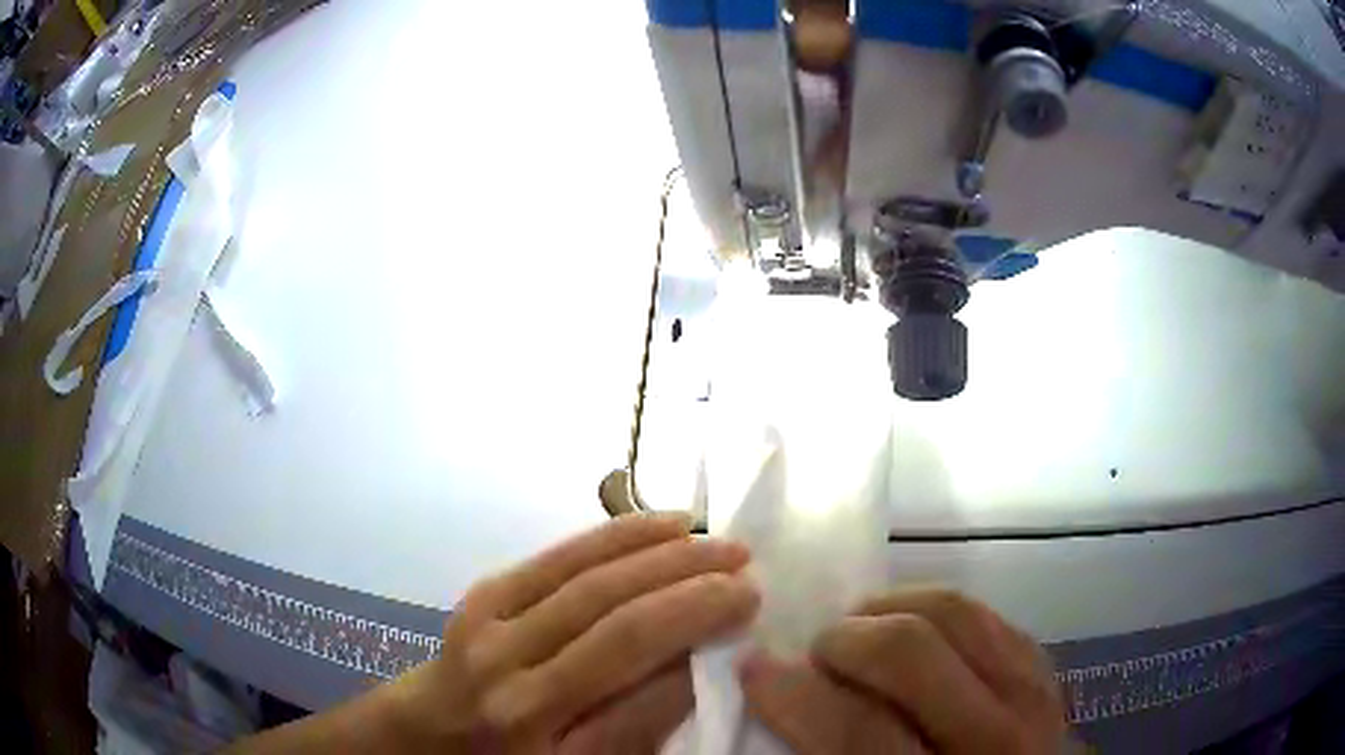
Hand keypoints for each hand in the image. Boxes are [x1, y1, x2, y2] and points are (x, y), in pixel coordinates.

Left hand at [396, 512, 757, 751]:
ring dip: (662, 553)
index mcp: (539, 737)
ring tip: (716, 541)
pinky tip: (657, 525)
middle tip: (748, 569)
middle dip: (694, 590)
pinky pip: (557, 557)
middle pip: (619, 623)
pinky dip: (615, 537)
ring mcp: (488, 627)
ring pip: (591, 579)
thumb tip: (696, 665)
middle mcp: (510, 680)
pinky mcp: (481, 594)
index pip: (643, 689)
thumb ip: (635, 728)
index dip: (701, 644)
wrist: (425, 732)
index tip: (750, 610)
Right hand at [739, 587, 1065, 753]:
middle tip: (819, 652)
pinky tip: (915, 632)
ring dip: (892, 609)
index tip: (755, 667)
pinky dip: (938, 612)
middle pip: (912, 652)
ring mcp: (1032, 695)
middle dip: (846, 639)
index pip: (857, 731)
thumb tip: (778, 697)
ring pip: (956, 614)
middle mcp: (994, 738)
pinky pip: (988, 616)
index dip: (794, 694)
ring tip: (863, 631)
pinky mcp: (1045, 671)